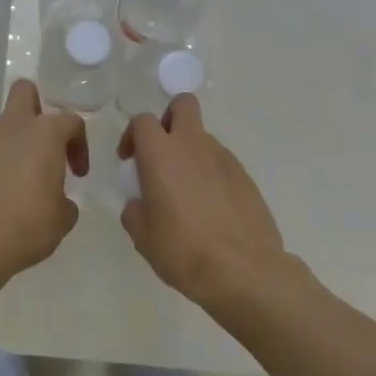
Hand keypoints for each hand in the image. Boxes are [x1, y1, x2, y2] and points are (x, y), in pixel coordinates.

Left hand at [0, 79, 88, 283]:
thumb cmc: (26, 227)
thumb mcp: (63, 218)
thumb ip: (65, 199)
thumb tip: (56, 199)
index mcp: (43, 133)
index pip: (71, 121)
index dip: (80, 145)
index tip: (78, 174)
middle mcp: (11, 127)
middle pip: (25, 92)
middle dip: (38, 109)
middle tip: (46, 145)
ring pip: (3, 124)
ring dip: (15, 141)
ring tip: (21, 179)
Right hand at [119, 95, 288, 312]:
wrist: (243, 270)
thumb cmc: (182, 250)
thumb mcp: (142, 236)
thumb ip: (135, 210)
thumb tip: (140, 203)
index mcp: (161, 153)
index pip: (142, 121)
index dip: (132, 136)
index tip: (129, 161)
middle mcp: (193, 145)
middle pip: (183, 105)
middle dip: (169, 119)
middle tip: (161, 152)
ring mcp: (225, 158)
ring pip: (203, 138)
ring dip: (191, 153)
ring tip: (187, 193)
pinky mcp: (246, 177)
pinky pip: (222, 164)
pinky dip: (212, 175)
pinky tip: (211, 209)